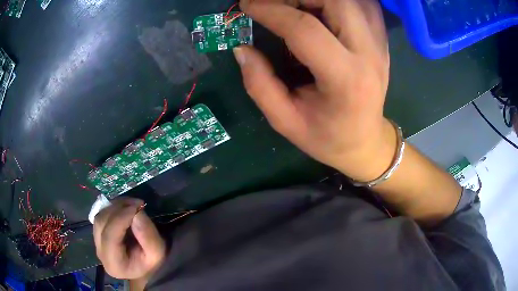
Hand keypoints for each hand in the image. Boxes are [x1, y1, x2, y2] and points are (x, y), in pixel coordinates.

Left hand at [93, 198, 165, 280]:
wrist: (145, 268)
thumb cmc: (151, 263)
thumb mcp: (157, 253)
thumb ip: (148, 236)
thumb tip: (137, 213)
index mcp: (113, 264)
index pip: (109, 236)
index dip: (121, 218)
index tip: (137, 206)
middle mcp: (100, 253)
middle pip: (101, 223)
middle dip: (118, 208)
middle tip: (136, 202)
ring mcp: (96, 243)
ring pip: (99, 217)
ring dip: (115, 206)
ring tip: (132, 203)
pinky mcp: (97, 235)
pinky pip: (100, 216)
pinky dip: (112, 208)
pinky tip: (125, 208)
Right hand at [234, 0, 394, 181]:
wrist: (366, 142)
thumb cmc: (327, 138)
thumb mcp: (285, 121)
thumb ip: (259, 84)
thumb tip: (241, 47)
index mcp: (346, 79)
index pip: (305, 28)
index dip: (271, 10)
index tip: (246, 5)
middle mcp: (369, 54)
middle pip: (335, 1)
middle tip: (271, 4)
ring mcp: (380, 45)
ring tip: (292, 5)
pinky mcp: (382, 41)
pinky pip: (364, 5)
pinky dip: (337, 1)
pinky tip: (320, 8)